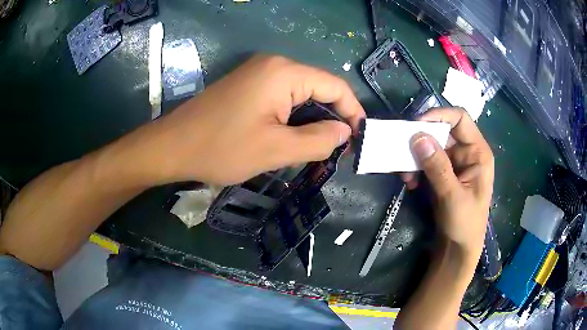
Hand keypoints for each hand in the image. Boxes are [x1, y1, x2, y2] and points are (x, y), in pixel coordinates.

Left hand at [125, 55, 364, 185]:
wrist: (172, 146)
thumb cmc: (222, 148)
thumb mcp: (277, 150)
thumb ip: (319, 140)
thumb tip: (345, 132)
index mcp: (284, 73)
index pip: (334, 85)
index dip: (353, 110)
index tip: (359, 137)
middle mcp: (274, 65)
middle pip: (318, 87)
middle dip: (332, 117)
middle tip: (338, 148)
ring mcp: (258, 73)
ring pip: (300, 94)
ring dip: (313, 119)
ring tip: (319, 147)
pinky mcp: (247, 85)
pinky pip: (282, 97)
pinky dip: (294, 117)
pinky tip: (294, 137)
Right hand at [402, 108, 493, 259]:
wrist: (458, 247)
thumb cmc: (465, 224)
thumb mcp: (452, 196)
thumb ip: (437, 167)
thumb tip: (418, 136)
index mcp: (477, 152)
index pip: (460, 119)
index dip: (439, 116)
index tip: (416, 125)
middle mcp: (466, 152)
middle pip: (442, 131)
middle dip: (421, 139)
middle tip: (402, 149)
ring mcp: (454, 162)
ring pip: (431, 145)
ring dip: (415, 156)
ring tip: (405, 174)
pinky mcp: (443, 172)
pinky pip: (426, 160)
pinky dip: (415, 168)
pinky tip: (410, 182)